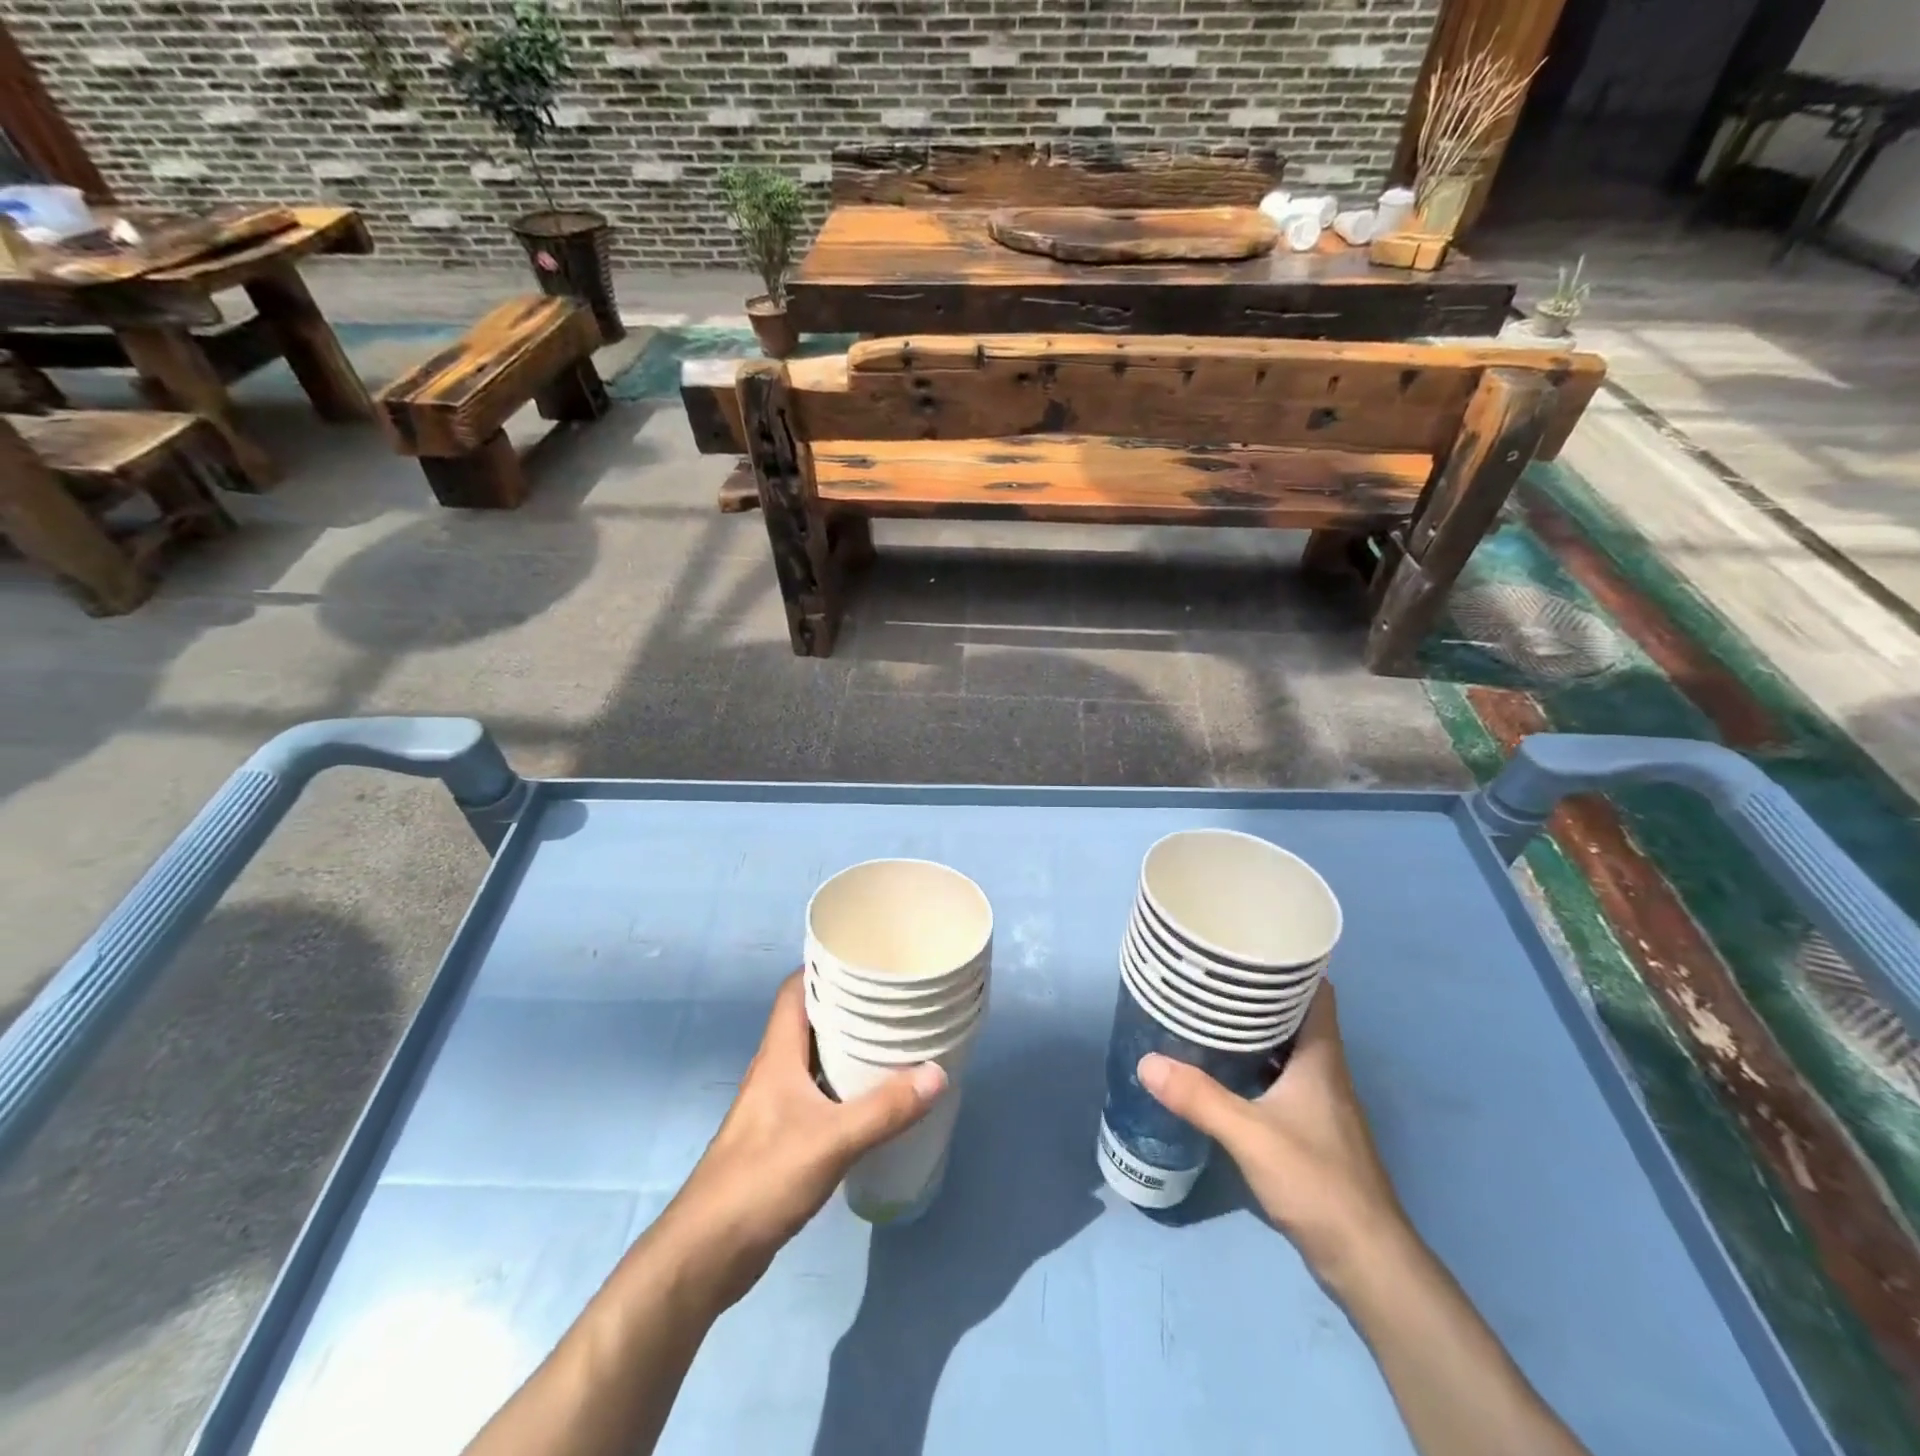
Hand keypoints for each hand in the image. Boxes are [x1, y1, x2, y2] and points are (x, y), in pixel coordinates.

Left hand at [662, 972, 946, 1307]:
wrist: (706, 1253)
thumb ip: (885, 1109)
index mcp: (777, 1055)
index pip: (795, 990)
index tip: (864, 957)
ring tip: (891, 1039)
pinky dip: (843, 1085)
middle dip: (847, 1005)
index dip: (823, 967)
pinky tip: (872, 1097)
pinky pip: (817, 1093)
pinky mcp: (780, 1137)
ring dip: (846, 1047)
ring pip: (813, 1059)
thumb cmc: (762, 1179)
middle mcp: (774, 1071)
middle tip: (892, 997)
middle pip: (809, 1021)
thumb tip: (937, 1073)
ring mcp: (775, 1105)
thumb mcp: (832, 1141)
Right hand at [1138, 982, 1407, 1283]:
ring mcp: (1321, 1102)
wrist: (1366, 1260)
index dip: (1289, 964)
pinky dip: (1254, 1064)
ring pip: (1286, 1047)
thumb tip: (1146, 1062)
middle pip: (1295, 1015)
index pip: (1315, 991)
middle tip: (1211, 976)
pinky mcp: (1312, 1129)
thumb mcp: (1250, 1135)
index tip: (1248, 946)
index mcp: (1321, 1057)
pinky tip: (1222, 1070)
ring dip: (1254, 1030)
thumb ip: (1199, 1098)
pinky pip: (1280, 1077)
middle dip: (1258, 993)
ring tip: (1208, 1013)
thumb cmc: (1318, 1182)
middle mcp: (1325, 1070)